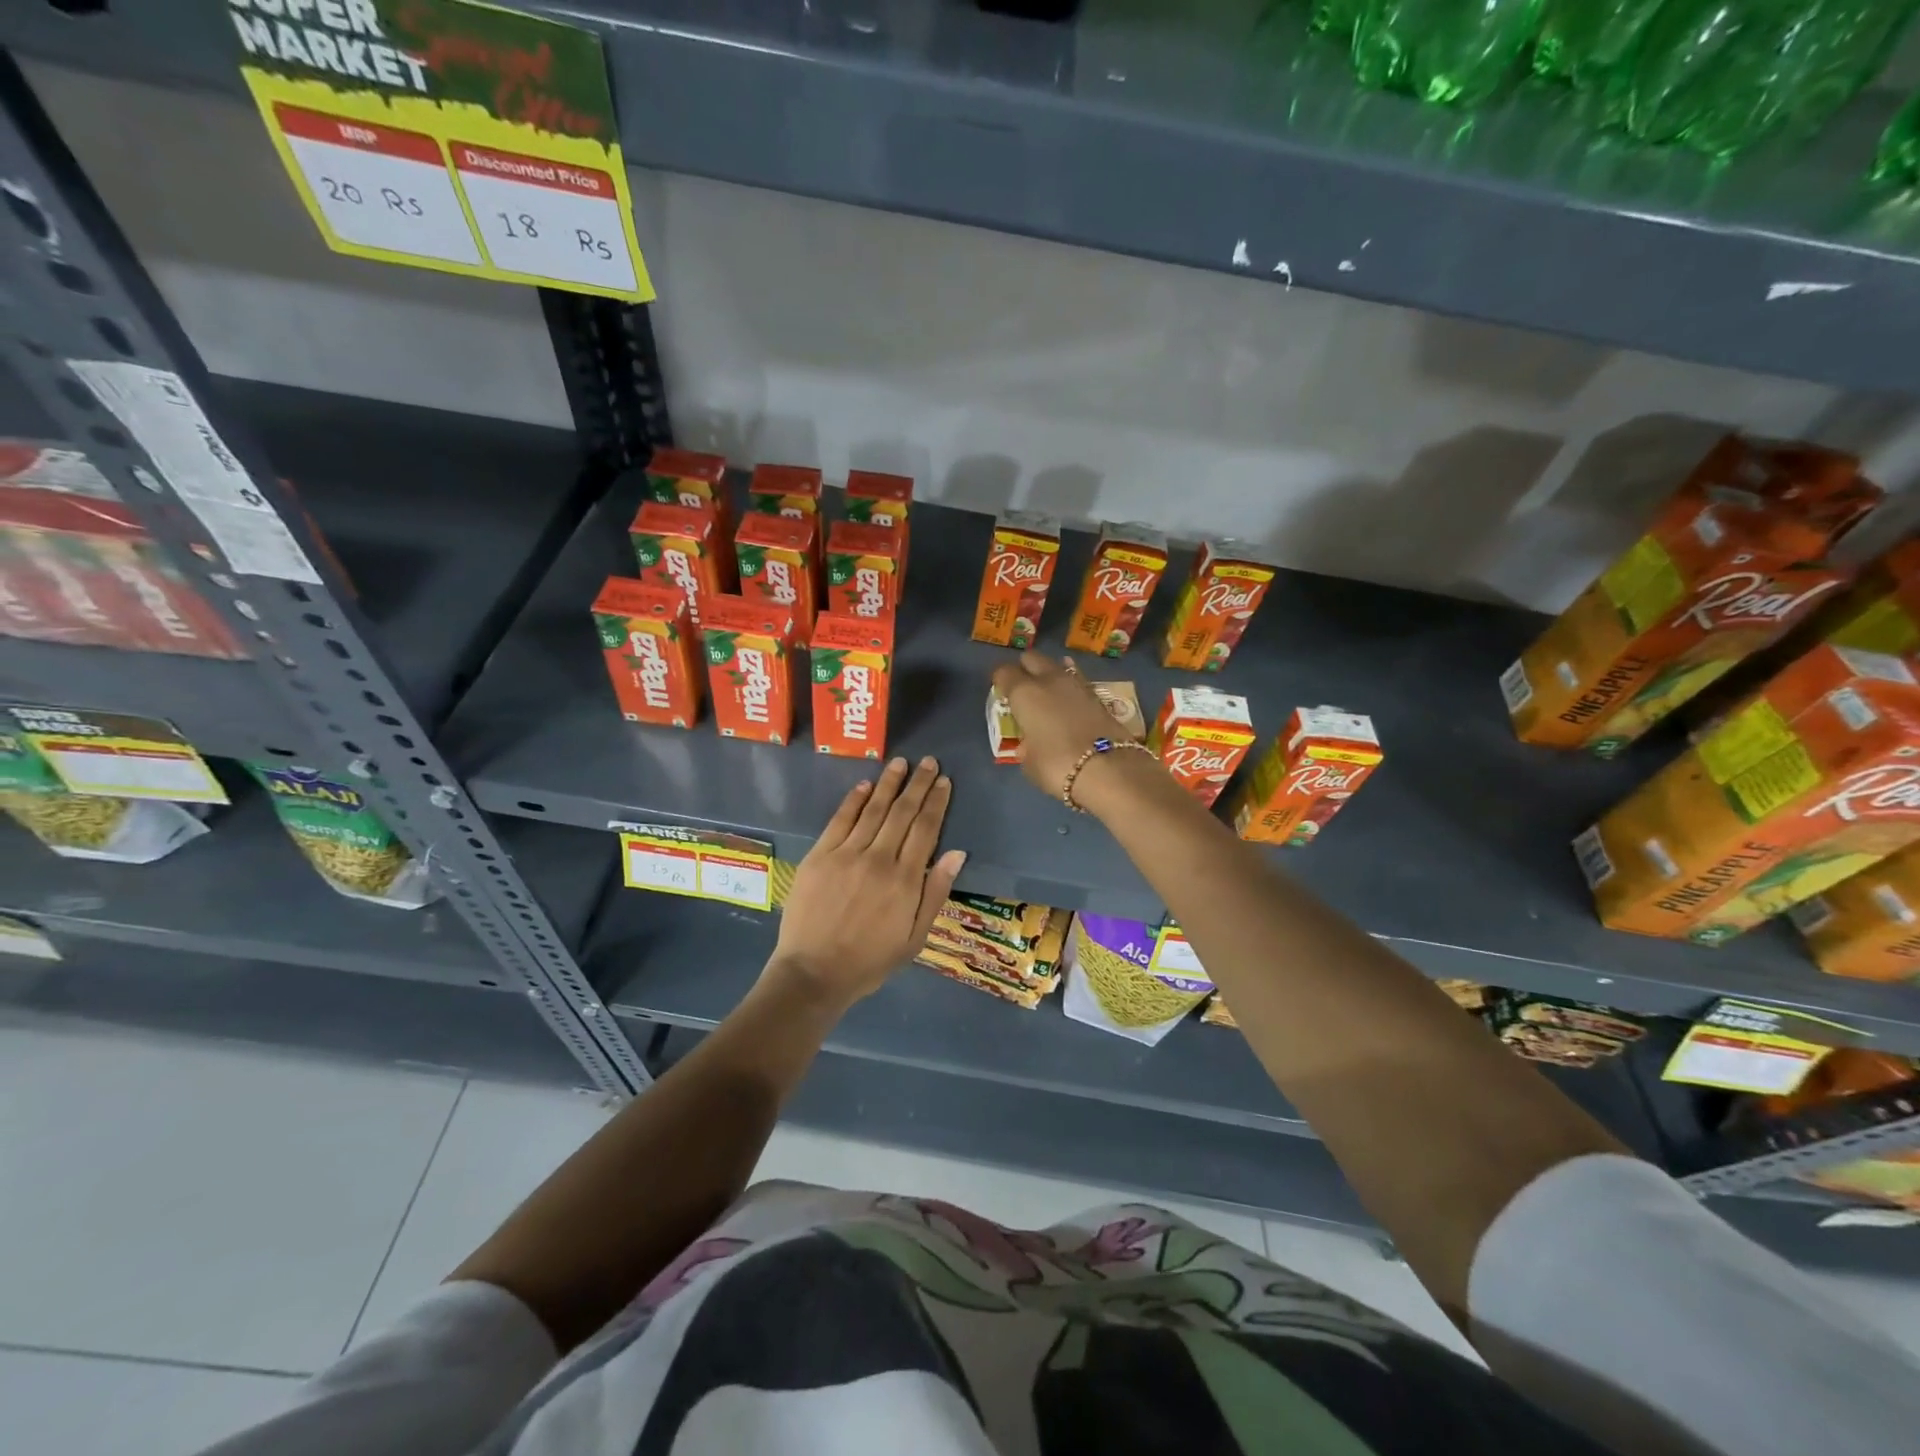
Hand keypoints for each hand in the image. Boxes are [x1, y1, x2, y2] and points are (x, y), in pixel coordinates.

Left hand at [770, 756, 965, 1008]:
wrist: (814, 973)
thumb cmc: (870, 960)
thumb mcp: (915, 938)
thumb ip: (936, 893)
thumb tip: (957, 853)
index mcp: (906, 881)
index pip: (926, 830)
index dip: (936, 803)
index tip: (944, 782)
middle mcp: (879, 859)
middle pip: (902, 812)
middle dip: (918, 785)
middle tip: (929, 762)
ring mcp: (846, 854)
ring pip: (873, 810)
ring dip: (888, 784)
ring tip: (901, 762)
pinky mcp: (820, 856)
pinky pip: (840, 820)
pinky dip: (854, 800)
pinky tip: (864, 784)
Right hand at [991, 652, 1142, 800]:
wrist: (1110, 770)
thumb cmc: (1057, 766)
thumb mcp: (1030, 763)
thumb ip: (1026, 747)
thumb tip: (1030, 743)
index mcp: (1024, 693)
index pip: (1004, 672)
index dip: (1000, 680)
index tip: (1000, 691)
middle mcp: (1049, 680)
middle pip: (1032, 659)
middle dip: (1025, 669)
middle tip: (1023, 688)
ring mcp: (1077, 685)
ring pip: (1058, 667)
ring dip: (1050, 676)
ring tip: (1047, 694)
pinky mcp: (1099, 696)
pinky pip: (1076, 683)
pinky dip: (1070, 690)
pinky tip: (1069, 702)